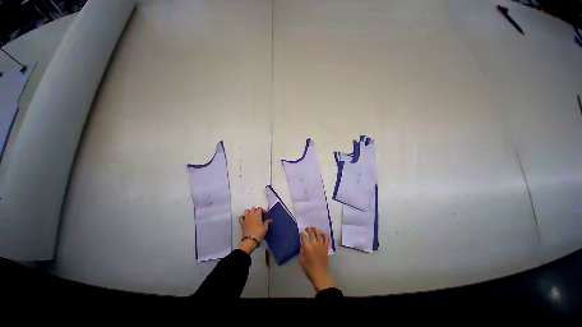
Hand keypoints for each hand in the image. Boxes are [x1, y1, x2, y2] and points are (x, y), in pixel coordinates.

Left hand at [238, 207, 271, 253]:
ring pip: (247, 211)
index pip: (260, 208)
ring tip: (253, 216)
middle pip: (253, 208)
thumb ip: (267, 222)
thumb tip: (270, 220)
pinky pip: (241, 217)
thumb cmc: (259, 233)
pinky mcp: (242, 223)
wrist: (250, 240)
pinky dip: (243, 217)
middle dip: (256, 210)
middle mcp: (251, 214)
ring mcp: (246, 218)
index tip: (265, 214)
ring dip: (250, 212)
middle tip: (259, 215)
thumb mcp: (265, 227)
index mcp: (257, 214)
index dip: (263, 210)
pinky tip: (246, 219)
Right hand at [299, 227, 335, 291]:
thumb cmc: (309, 269)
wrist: (319, 275)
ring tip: (314, 229)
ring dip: (316, 229)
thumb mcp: (301, 260)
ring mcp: (321, 245)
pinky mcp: (326, 248)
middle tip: (307, 229)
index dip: (302, 233)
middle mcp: (314, 244)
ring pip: (319, 233)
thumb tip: (302, 244)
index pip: (304, 236)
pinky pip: (326, 239)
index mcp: (307, 247)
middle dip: (309, 229)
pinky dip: (325, 235)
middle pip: (312, 233)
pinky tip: (323, 233)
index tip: (302, 233)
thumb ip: (301, 250)